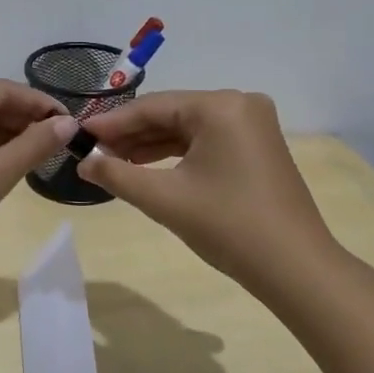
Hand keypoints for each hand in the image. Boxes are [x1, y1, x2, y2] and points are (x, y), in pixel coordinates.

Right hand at [77, 90, 342, 305]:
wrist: (295, 268)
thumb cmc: (228, 226)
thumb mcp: (164, 199)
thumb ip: (117, 174)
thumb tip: (83, 162)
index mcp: (220, 106)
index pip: (152, 107)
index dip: (112, 122)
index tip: (78, 134)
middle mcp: (239, 104)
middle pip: (170, 114)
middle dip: (130, 135)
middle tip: (92, 152)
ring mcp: (252, 125)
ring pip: (187, 128)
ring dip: (150, 145)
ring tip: (111, 162)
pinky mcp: (257, 146)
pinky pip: (205, 141)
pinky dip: (175, 154)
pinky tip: (146, 168)